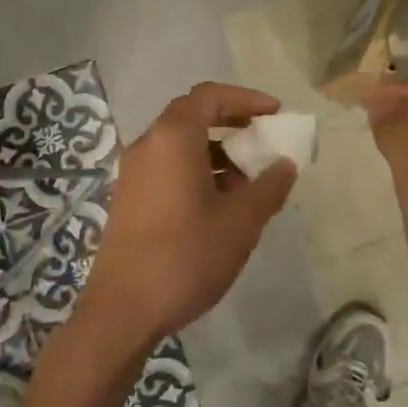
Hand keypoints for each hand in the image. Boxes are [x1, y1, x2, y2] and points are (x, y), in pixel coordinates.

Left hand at [75, 83, 297, 356]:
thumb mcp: (240, 222)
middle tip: (263, 139)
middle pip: (192, 115)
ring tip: (247, 182)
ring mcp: (133, 172)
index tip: (274, 113)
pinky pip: (167, 166)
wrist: (122, 310)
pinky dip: (196, 170)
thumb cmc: (186, 257)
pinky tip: (219, 204)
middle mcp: (148, 145)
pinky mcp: (129, 197)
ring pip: (180, 144)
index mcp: (172, 139)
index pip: (210, 96)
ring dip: (216, 151)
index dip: (245, 99)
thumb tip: (285, 164)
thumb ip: (268, 187)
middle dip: (232, 123)